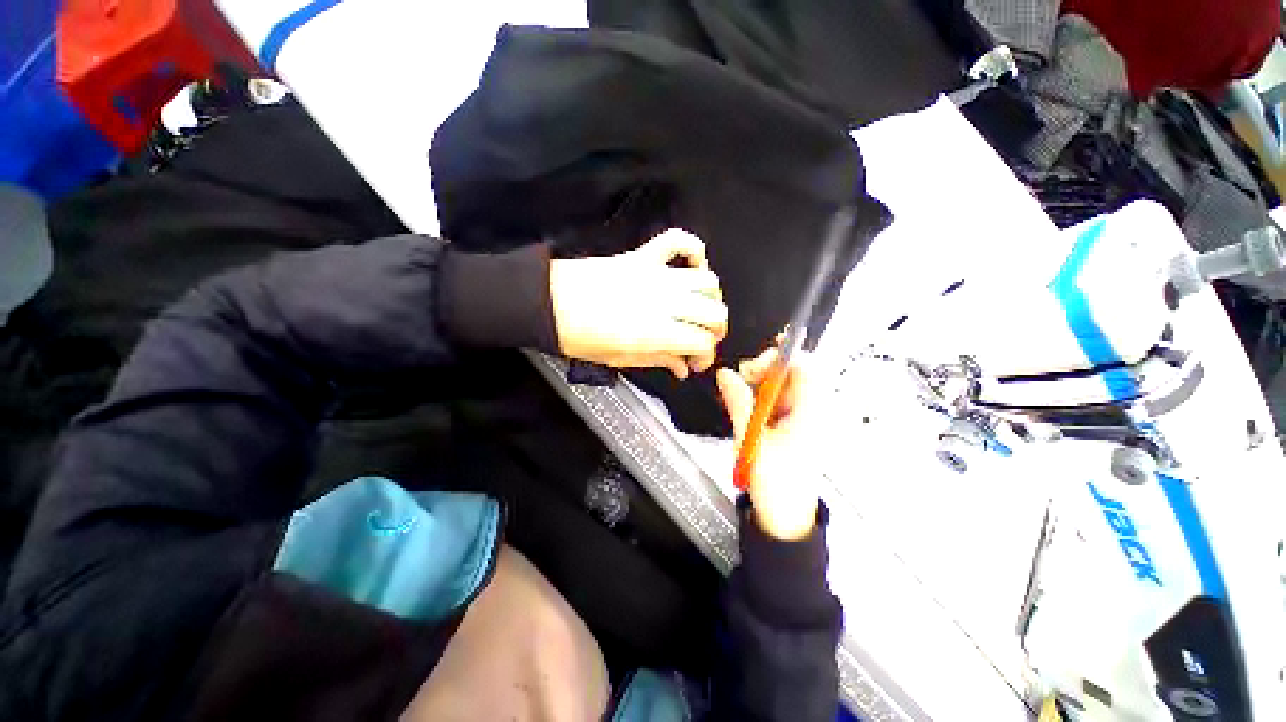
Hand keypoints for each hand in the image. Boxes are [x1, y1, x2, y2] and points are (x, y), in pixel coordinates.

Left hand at [550, 230, 726, 378]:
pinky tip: (694, 265)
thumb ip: (658, 360)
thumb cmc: (579, 337)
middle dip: (716, 331)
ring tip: (700, 310)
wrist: (549, 302)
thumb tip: (683, 368)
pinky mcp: (643, 256)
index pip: (702, 341)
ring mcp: (655, 274)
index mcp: (656, 332)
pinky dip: (693, 250)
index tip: (694, 363)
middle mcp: (663, 301)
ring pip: (707, 281)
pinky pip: (678, 241)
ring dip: (712, 298)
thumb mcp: (619, 358)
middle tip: (701, 339)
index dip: (705, 356)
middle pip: (714, 312)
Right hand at [717, 347, 820, 540]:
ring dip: (759, 388)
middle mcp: (812, 411)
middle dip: (764, 372)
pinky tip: (748, 413)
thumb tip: (726, 374)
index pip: (804, 366)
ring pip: (781, 387)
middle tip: (741, 382)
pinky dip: (760, 401)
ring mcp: (802, 419)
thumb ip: (738, 402)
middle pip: (792, 373)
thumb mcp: (751, 440)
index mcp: (811, 412)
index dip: (780, 356)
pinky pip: (776, 402)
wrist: (785, 519)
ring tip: (741, 401)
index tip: (753, 364)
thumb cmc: (776, 484)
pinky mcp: (792, 427)